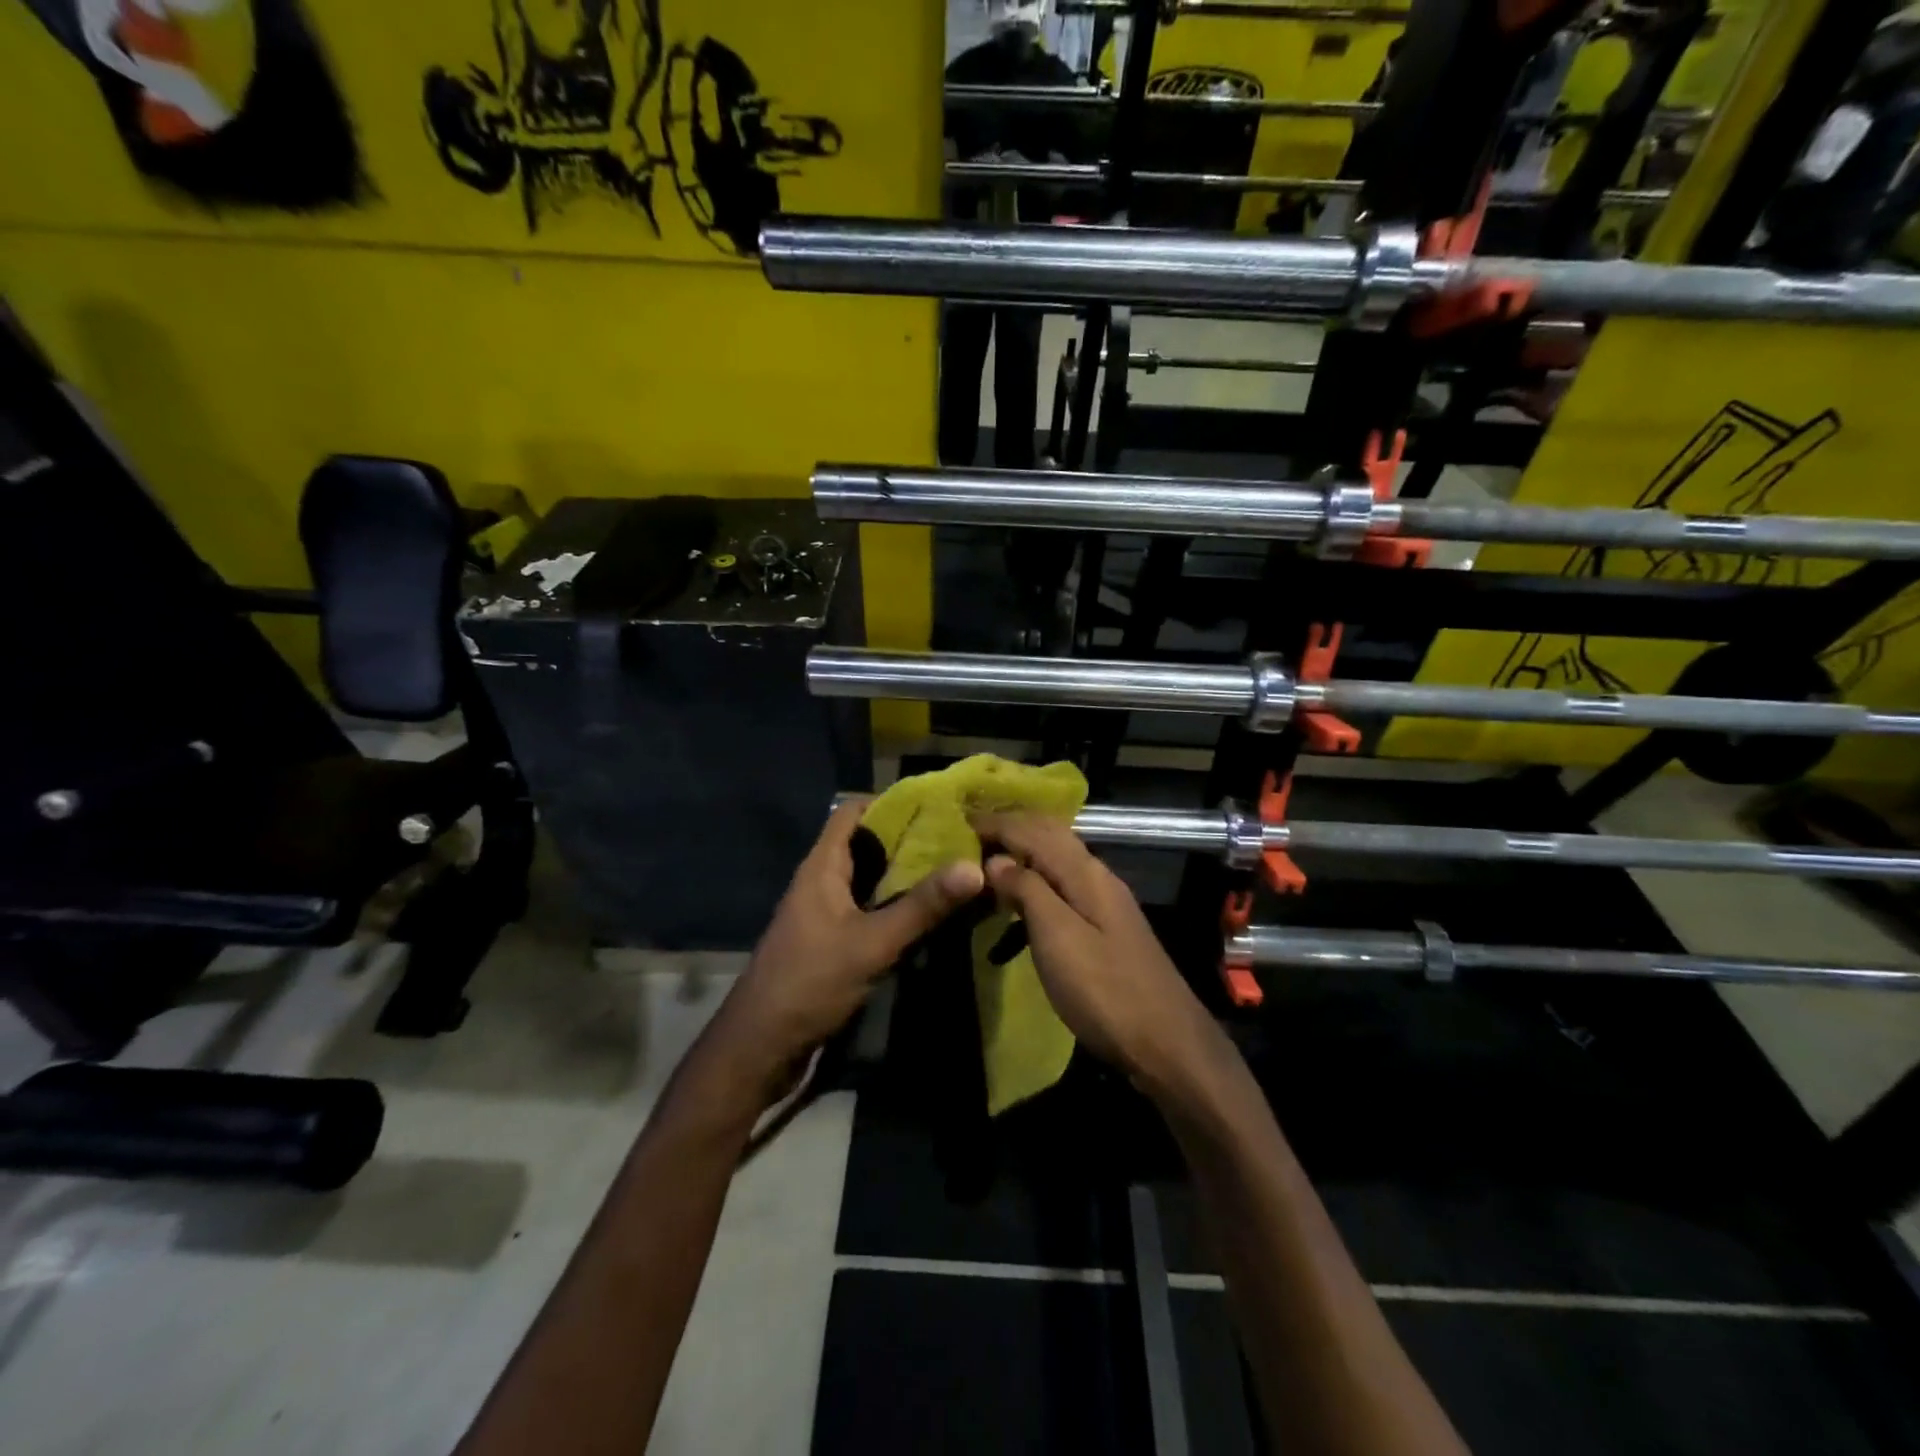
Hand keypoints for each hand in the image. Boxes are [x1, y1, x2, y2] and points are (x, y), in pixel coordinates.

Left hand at [717, 801, 983, 1088]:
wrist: (761, 1047)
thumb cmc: (809, 983)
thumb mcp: (872, 943)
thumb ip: (922, 906)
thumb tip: (975, 868)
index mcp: (822, 867)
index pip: (851, 813)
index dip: (889, 802)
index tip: (936, 804)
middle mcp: (822, 882)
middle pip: (865, 844)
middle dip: (908, 838)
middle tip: (959, 837)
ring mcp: (826, 913)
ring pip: (870, 879)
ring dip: (905, 873)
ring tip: (954, 868)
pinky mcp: (833, 942)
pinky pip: (869, 909)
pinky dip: (896, 904)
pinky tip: (929, 913)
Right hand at [972, 812, 1215, 1087]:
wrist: (1168, 1043)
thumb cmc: (1104, 990)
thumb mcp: (1057, 938)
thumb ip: (1027, 891)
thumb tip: (996, 859)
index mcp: (1084, 872)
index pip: (1033, 830)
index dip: (996, 822)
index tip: (957, 821)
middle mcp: (1097, 875)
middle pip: (1050, 835)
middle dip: (1011, 827)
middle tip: (969, 832)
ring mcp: (1105, 900)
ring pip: (1057, 858)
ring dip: (1023, 850)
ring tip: (986, 859)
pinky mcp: (1106, 925)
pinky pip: (1063, 882)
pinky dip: (1036, 877)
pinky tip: (1020, 897)